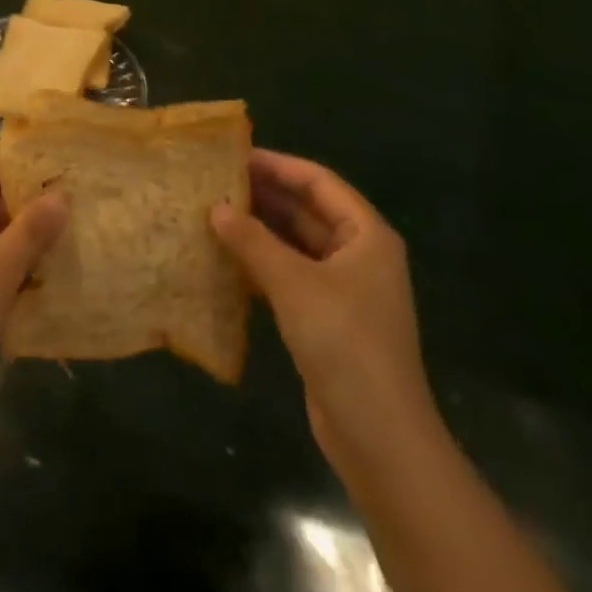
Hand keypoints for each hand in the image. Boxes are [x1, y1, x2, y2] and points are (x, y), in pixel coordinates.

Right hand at [210, 150, 430, 468]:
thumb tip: (216, 207)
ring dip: (259, 230)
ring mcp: (343, 288)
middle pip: (307, 210)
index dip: (278, 165)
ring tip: (212, 213)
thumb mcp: (295, 284)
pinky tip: (226, 259)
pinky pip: (290, 275)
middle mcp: (358, 254)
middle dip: (264, 196)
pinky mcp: (326, 317)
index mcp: (366, 235)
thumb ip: (254, 242)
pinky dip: (261, 264)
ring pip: (295, 244)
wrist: (379, 436)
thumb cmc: (345, 343)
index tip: (235, 155)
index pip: (318, 182)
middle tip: (215, 182)